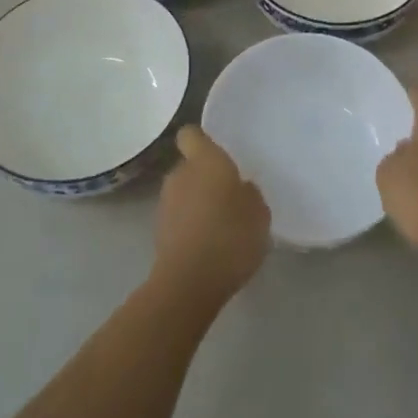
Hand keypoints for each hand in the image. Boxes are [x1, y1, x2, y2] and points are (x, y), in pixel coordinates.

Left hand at [152, 125, 269, 302]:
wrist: (189, 283)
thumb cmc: (230, 236)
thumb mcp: (259, 213)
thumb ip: (249, 194)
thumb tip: (241, 189)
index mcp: (205, 160)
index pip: (191, 134)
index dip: (202, 140)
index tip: (217, 152)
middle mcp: (180, 174)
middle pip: (189, 166)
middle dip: (204, 177)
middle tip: (228, 194)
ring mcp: (165, 204)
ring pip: (183, 193)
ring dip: (197, 202)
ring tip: (220, 224)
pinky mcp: (158, 232)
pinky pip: (179, 218)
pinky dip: (190, 226)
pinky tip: (209, 245)